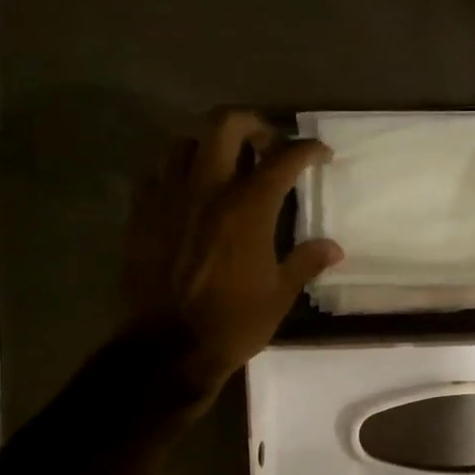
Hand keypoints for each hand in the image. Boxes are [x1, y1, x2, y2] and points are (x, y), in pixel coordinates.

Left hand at [121, 110, 342, 404]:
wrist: (166, 350)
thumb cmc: (231, 323)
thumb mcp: (280, 295)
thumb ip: (305, 262)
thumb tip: (333, 248)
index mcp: (247, 207)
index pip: (284, 158)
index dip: (308, 149)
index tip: (321, 154)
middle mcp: (206, 189)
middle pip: (225, 124)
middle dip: (253, 124)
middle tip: (267, 146)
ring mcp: (168, 198)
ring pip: (185, 142)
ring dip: (210, 146)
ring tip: (224, 167)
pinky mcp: (141, 214)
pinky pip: (157, 174)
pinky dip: (178, 173)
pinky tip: (189, 195)